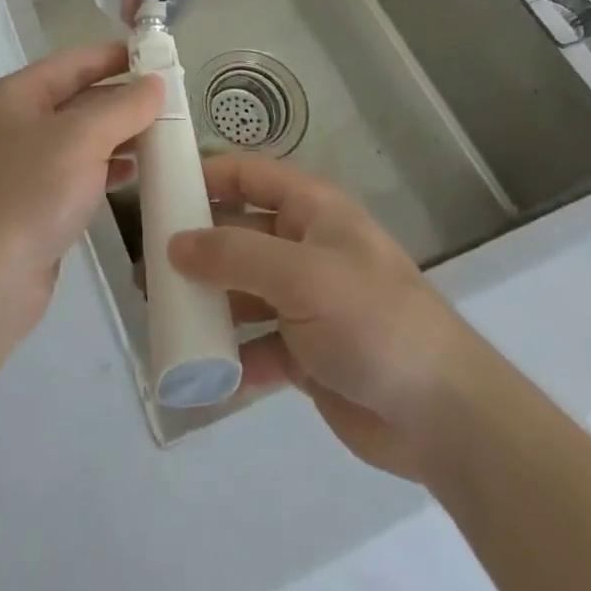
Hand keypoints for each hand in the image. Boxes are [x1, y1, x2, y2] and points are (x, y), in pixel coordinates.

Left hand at [0, 43, 161, 347]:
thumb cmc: (29, 194)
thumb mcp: (81, 139)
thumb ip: (123, 107)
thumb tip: (156, 82)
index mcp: (17, 95)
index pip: (73, 62)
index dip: (114, 56)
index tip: (158, 56)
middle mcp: (17, 123)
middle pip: (78, 99)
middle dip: (123, 99)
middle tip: (172, 101)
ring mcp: (24, 166)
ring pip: (81, 138)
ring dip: (120, 135)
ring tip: (165, 135)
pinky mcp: (34, 204)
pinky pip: (78, 173)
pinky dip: (107, 168)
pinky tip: (136, 174)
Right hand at [168, 153, 480, 484]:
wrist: (443, 416)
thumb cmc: (372, 320)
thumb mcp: (300, 275)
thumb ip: (233, 255)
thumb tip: (173, 244)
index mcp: (310, 210)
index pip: (247, 174)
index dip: (205, 175)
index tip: (157, 190)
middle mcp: (304, 247)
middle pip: (238, 234)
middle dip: (195, 247)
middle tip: (147, 266)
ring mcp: (304, 301)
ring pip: (241, 291)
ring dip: (206, 303)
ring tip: (160, 316)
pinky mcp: (305, 352)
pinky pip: (254, 344)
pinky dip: (229, 357)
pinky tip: (196, 372)